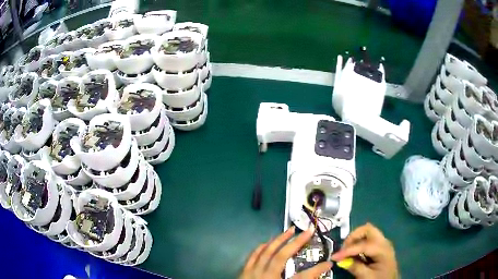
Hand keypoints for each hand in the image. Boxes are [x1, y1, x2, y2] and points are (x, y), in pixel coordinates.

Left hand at [240, 226, 331, 278]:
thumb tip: (315, 277)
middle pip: (281, 257)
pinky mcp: (244, 272)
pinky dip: (261, 248)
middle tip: (308, 231)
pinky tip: (267, 242)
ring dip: (279, 240)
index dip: (317, 270)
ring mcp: (252, 273)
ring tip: (289, 230)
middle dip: (296, 243)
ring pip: (266, 252)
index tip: (329, 263)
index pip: (302, 278)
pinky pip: (253, 256)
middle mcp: (264, 277)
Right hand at [331, 223, 397, 278]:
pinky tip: (353, 254)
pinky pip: (367, 239)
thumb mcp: (367, 276)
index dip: (347, 250)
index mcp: (383, 249)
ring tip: (346, 252)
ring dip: (355, 239)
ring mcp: (382, 243)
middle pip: (367, 229)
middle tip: (343, 248)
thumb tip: (341, 260)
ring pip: (367, 232)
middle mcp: (384, 242)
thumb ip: (355, 267)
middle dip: (353, 236)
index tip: (334, 257)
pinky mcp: (378, 247)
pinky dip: (358, 243)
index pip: (363, 245)